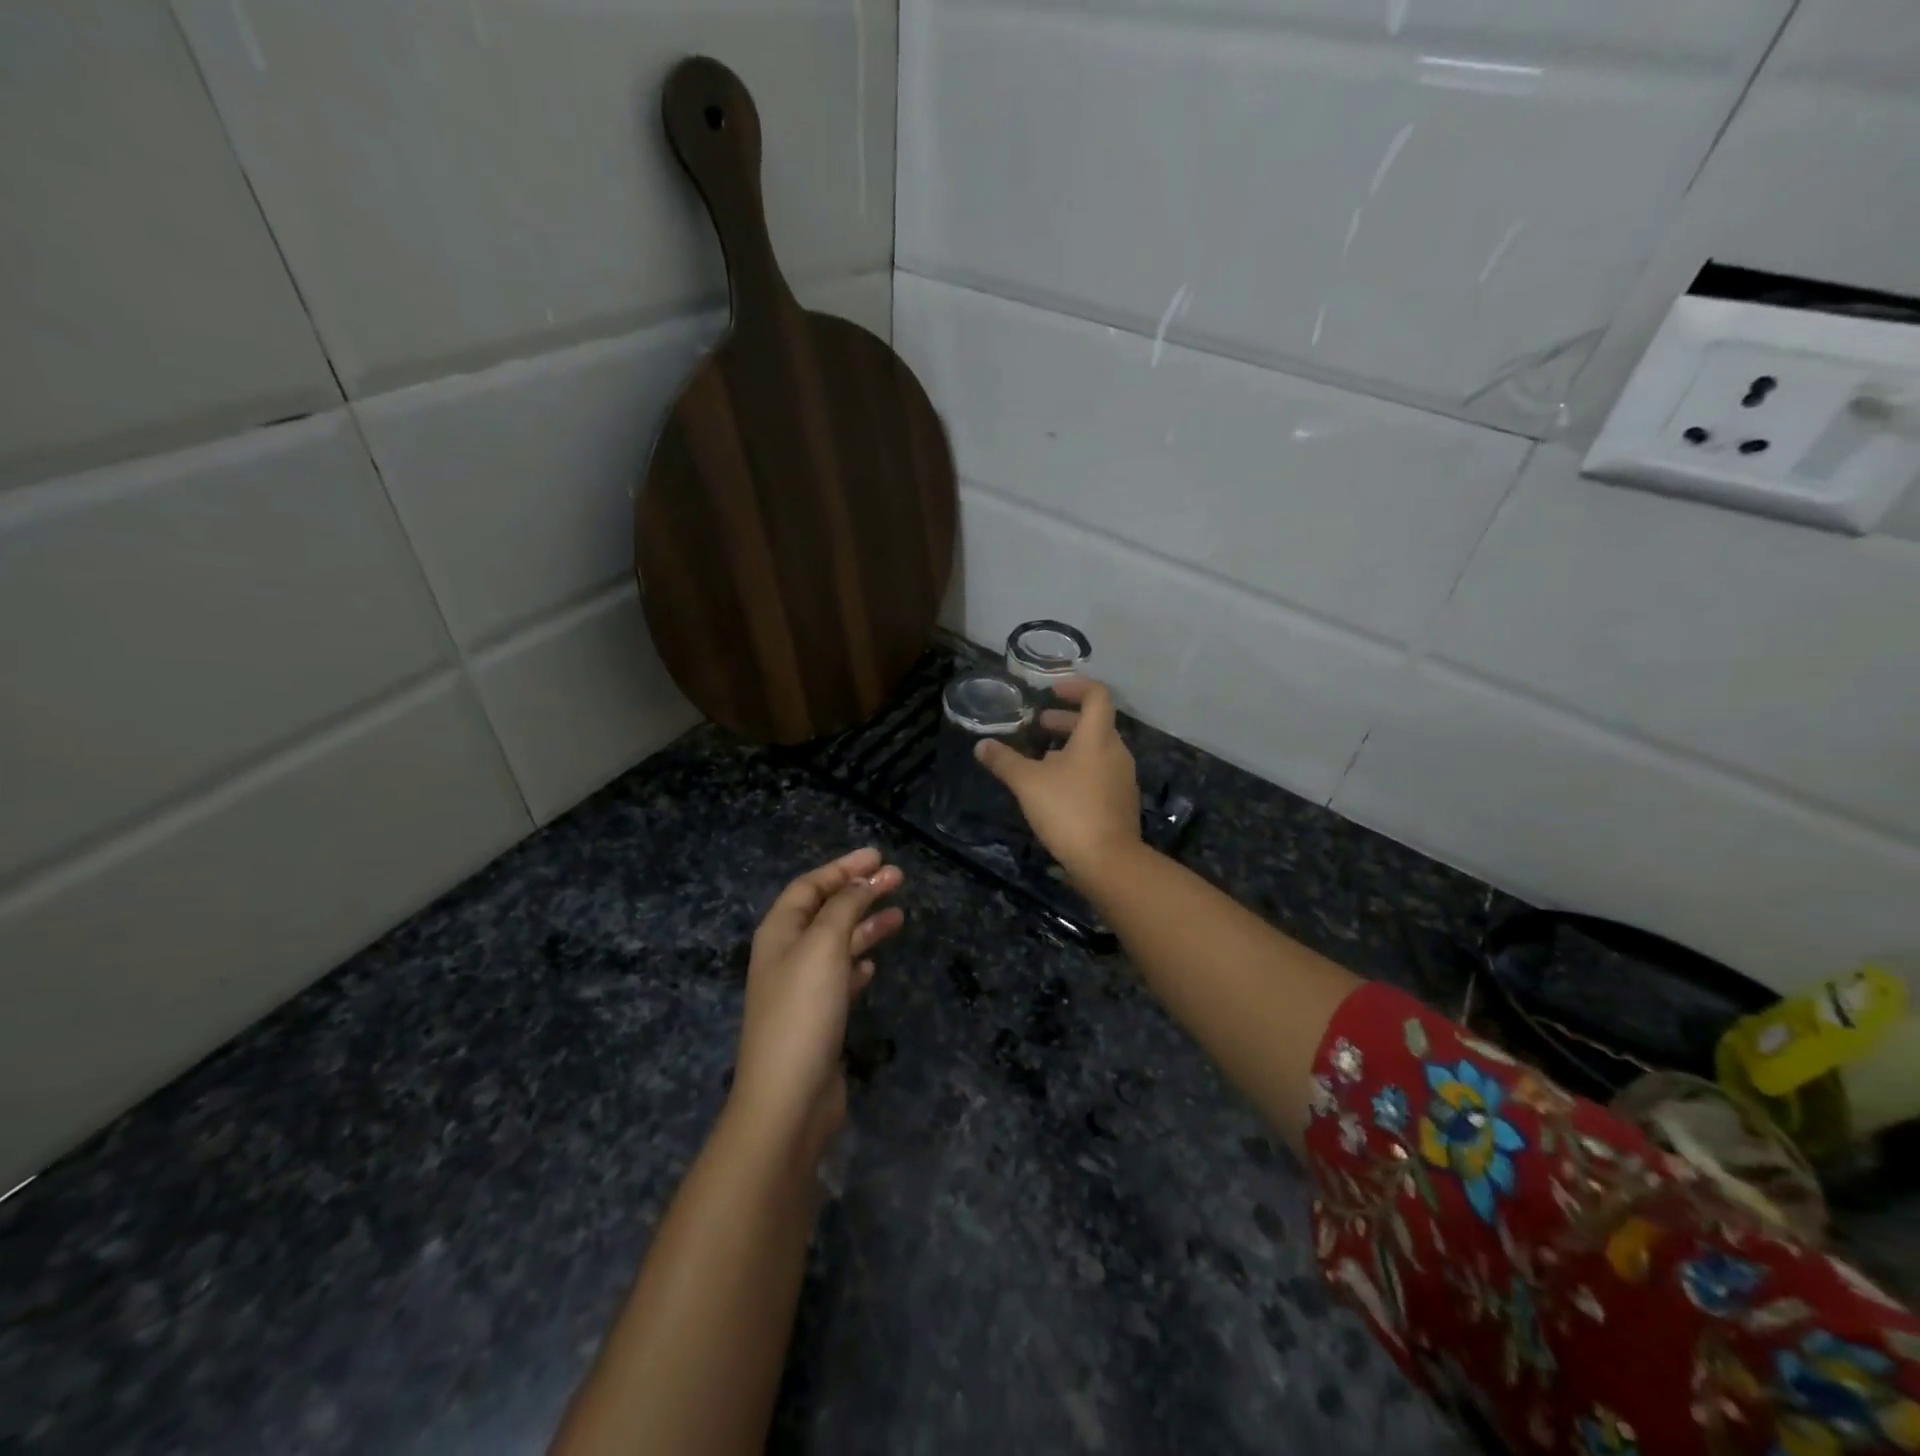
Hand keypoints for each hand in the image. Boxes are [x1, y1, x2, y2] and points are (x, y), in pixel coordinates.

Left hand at [730, 848, 904, 1156]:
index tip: (879, 856)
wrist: (788, 1099)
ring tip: (900, 916)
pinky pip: (840, 977)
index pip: (810, 886)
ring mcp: (801, 989)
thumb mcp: (824, 946)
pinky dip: (858, 963)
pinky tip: (874, 963)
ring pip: (837, 943)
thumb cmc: (803, 1012)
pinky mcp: (818, 1018)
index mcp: (779, 933)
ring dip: (866, 925)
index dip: (843, 867)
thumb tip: (861, 882)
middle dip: (860, 892)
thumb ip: (843, 907)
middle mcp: (787, 955)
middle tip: (898, 878)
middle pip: (826, 911)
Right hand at [975, 678, 1141, 884]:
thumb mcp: (1027, 783)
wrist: (1108, 861)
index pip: (1097, 695)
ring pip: (1098, 749)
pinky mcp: (1122, 801)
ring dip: (1071, 746)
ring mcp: (1123, 777)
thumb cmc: (1068, 810)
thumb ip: (1004, 761)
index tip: (1052, 691)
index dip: (1076, 686)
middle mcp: (1116, 751)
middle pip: (1096, 723)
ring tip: (1042, 758)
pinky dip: (1080, 768)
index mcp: (1097, 737)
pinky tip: (1057, 789)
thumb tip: (981, 745)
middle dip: (1066, 720)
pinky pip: (1101, 772)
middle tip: (1039, 726)